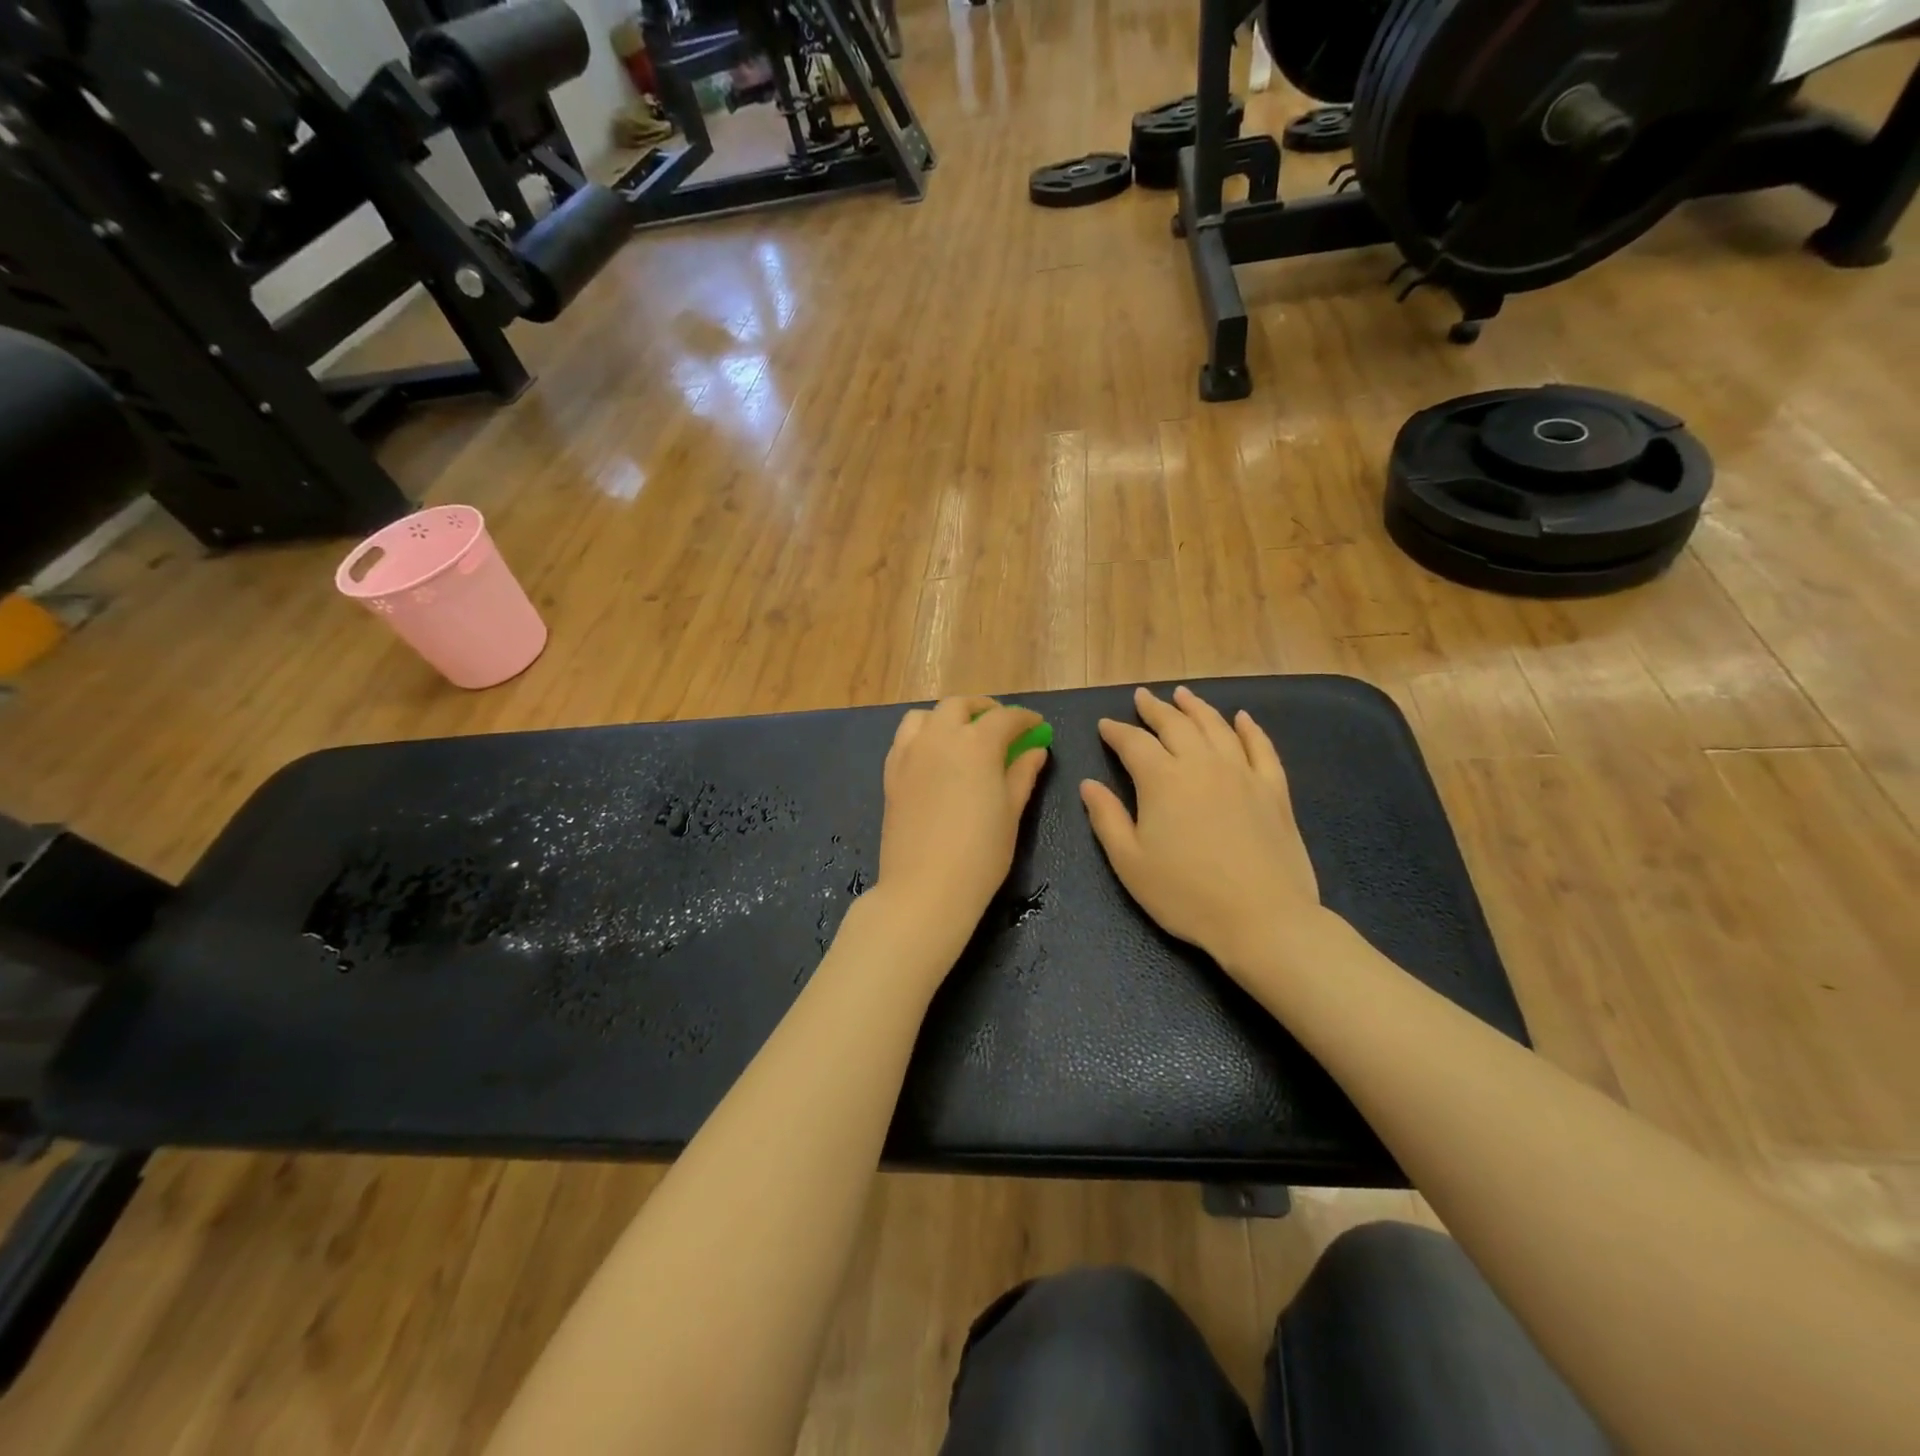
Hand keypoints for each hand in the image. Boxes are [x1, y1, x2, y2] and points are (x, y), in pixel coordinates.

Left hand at [870, 696, 1049, 961]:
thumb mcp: (1011, 813)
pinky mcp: (891, 773)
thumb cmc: (980, 854)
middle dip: (984, 710)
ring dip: (948, 717)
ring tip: (962, 735)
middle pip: (960, 706)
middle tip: (1001, 726)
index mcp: (976, 744)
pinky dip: (923, 735)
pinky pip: (905, 739)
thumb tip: (1035, 750)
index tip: (1037, 727)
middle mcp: (939, 738)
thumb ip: (1022, 774)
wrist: (925, 888)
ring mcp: (910, 754)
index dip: (1025, 719)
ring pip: (926, 716)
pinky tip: (934, 756)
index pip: (1005, 718)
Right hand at [1081, 686, 1323, 976]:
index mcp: (1162, 780)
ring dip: (1196, 707)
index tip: (1105, 724)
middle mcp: (1202, 764)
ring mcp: (1242, 773)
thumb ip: (1107, 818)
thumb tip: (1089, 784)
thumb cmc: (1186, 895)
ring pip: (1216, 726)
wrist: (1263, 918)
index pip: (1134, 743)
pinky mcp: (1274, 789)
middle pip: (1175, 724)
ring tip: (1182, 694)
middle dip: (1154, 708)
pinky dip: (1249, 729)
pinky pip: (1261, 748)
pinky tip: (1242, 718)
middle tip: (1142, 697)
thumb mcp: (1130, 863)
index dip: (1116, 731)